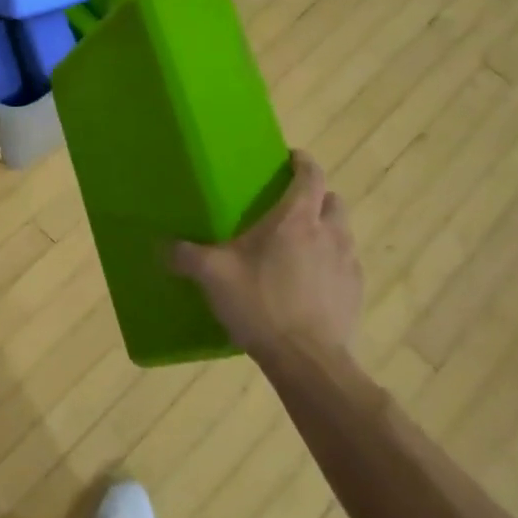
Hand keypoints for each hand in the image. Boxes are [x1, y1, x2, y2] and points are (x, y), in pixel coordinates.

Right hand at [172, 152, 362, 372]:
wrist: (306, 359)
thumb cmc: (260, 303)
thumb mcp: (212, 276)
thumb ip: (185, 256)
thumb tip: (162, 247)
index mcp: (296, 219)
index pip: (310, 175)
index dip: (302, 162)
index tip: (290, 158)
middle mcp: (329, 233)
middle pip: (333, 200)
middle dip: (316, 197)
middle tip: (290, 208)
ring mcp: (348, 264)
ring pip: (343, 233)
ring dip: (325, 231)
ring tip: (299, 247)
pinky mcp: (355, 294)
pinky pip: (346, 267)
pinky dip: (331, 265)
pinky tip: (309, 284)